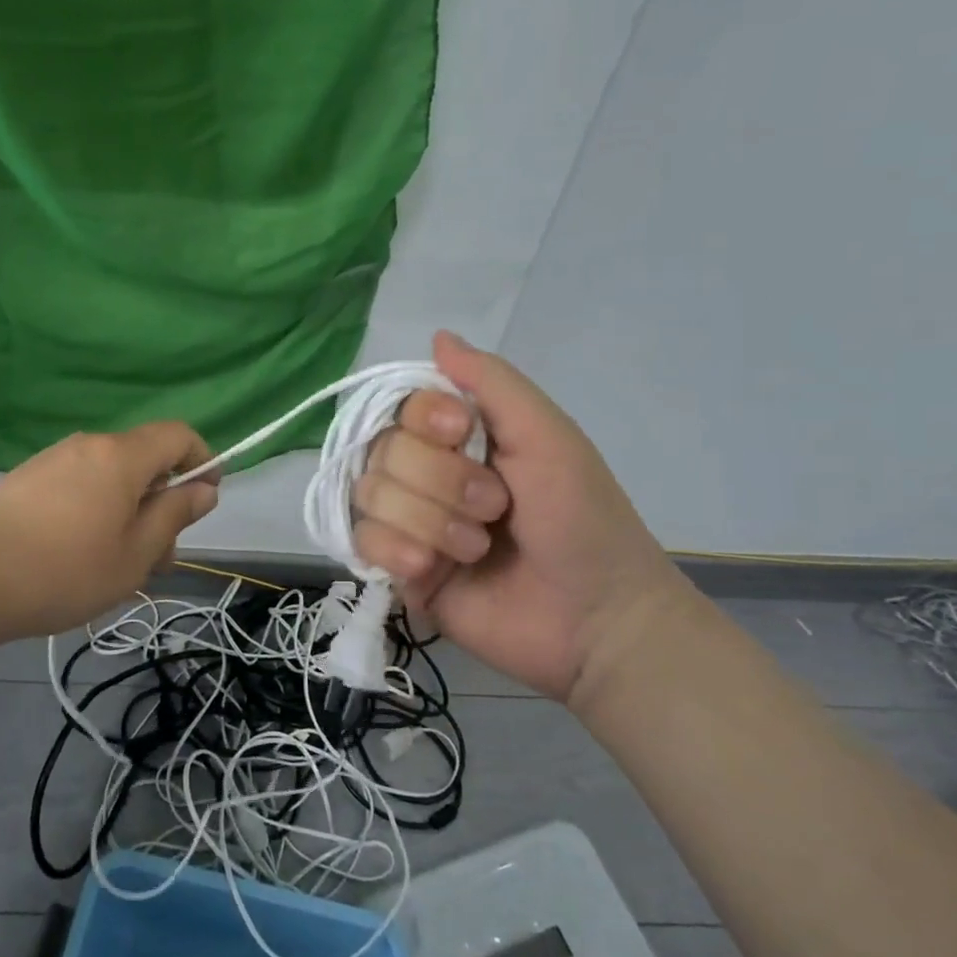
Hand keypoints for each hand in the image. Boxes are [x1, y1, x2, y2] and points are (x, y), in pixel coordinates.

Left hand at [0, 423, 218, 642]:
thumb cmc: (62, 570)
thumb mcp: (134, 554)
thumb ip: (174, 515)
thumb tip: (204, 489)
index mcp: (121, 456)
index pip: (178, 434)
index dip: (202, 459)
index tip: (206, 498)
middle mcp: (88, 445)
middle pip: (144, 460)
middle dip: (163, 502)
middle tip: (159, 559)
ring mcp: (53, 459)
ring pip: (111, 477)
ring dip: (130, 512)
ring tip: (119, 566)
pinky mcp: (27, 479)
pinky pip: (80, 484)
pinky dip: (98, 510)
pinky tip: (80, 555)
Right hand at [352, 331, 693, 702]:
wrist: (595, 620)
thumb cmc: (581, 519)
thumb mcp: (548, 435)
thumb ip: (492, 382)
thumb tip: (438, 336)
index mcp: (460, 437)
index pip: (401, 405)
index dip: (422, 418)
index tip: (460, 430)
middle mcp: (426, 472)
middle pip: (382, 450)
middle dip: (442, 481)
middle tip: (495, 507)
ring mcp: (409, 521)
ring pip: (370, 494)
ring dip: (429, 521)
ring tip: (477, 548)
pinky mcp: (398, 568)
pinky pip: (361, 540)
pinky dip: (399, 549)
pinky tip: (433, 570)